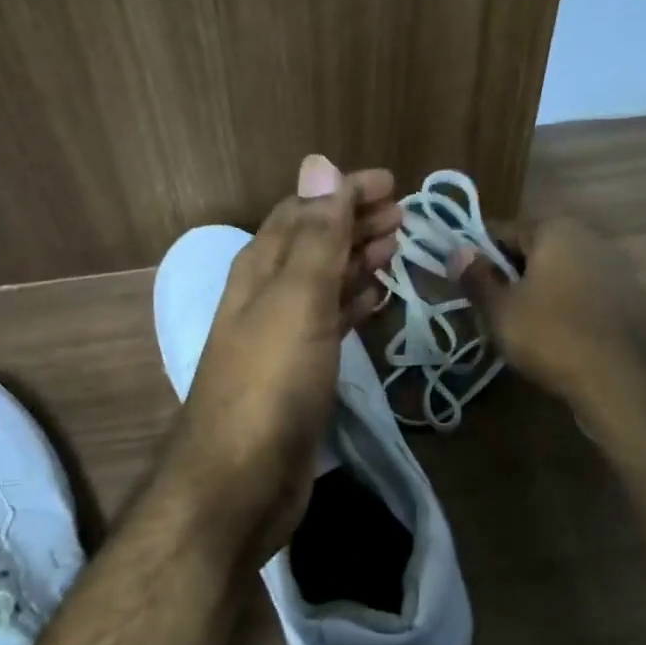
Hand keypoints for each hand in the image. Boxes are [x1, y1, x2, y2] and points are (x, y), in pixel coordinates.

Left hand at [162, 155, 399, 566]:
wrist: (241, 480)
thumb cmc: (272, 381)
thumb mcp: (297, 298)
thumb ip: (315, 235)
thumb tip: (319, 164)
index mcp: (260, 268)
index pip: (303, 211)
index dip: (343, 192)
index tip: (391, 184)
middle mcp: (266, 295)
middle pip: (314, 243)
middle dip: (355, 222)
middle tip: (404, 216)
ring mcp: (281, 336)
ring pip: (324, 282)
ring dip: (357, 260)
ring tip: (395, 248)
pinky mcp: (298, 373)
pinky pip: (329, 322)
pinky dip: (352, 304)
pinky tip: (374, 301)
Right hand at [451, 218, 645, 409]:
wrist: (627, 380)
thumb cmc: (553, 335)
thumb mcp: (500, 310)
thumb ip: (476, 278)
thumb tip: (457, 252)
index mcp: (556, 229)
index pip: (503, 231)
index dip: (480, 257)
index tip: (468, 285)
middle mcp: (590, 238)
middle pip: (536, 251)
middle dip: (512, 276)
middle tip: (492, 310)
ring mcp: (618, 269)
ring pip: (563, 275)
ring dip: (541, 294)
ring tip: (523, 329)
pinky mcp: (634, 301)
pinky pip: (587, 297)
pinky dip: (569, 311)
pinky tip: (559, 340)